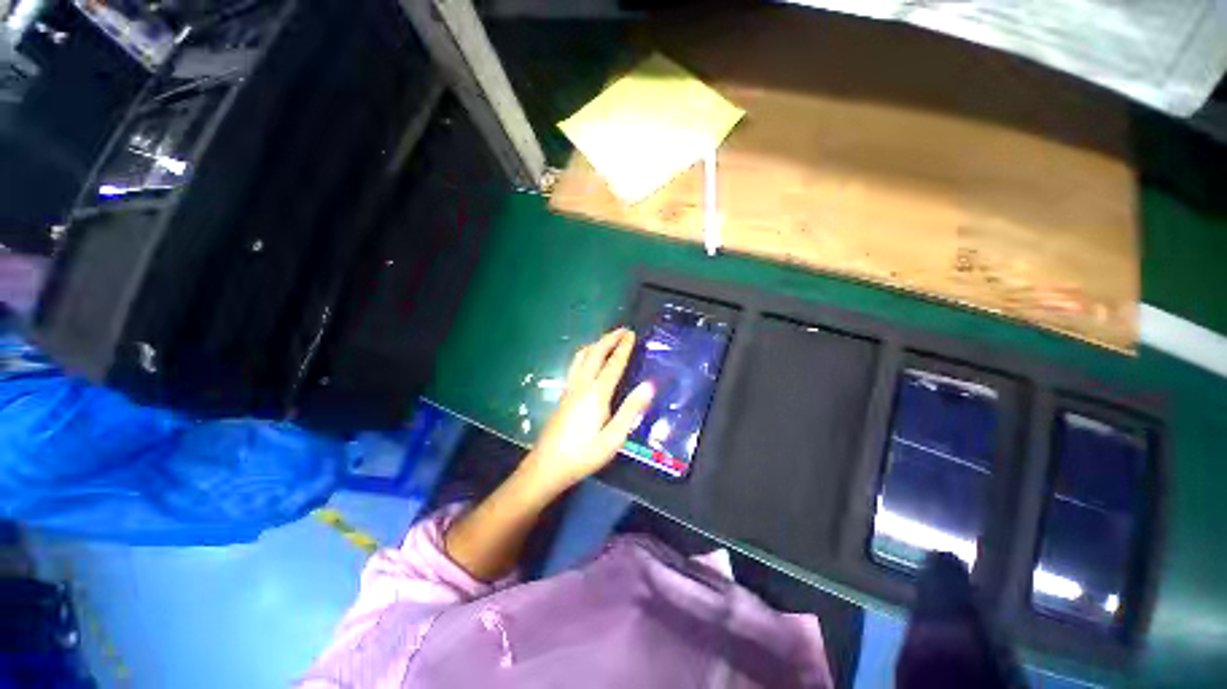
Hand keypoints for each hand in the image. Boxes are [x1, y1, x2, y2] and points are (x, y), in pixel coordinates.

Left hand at [520, 328, 655, 497]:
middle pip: (595, 353)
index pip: (613, 363)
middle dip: (609, 339)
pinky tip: (588, 360)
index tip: (631, 334)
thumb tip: (649, 385)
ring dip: (595, 344)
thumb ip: (631, 410)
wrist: (547, 466)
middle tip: (622, 330)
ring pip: (581, 357)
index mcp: (596, 394)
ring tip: (607, 340)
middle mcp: (581, 385)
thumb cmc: (584, 454)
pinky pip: (575, 365)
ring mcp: (569, 388)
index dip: (623, 347)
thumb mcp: (614, 437)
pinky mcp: (563, 395)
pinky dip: (586, 354)